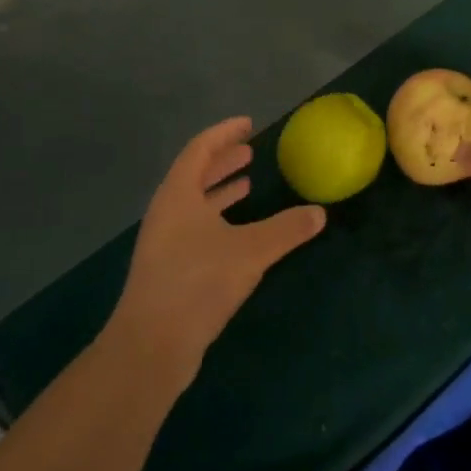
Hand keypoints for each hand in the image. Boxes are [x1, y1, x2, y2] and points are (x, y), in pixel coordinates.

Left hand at [107, 117, 326, 388]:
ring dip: (220, 191)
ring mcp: (165, 243)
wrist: (151, 346)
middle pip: (195, 174)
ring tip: (247, 184)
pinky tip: (239, 232)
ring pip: (195, 204)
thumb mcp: (250, 251)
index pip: (200, 149)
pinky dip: (218, 219)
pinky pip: (196, 229)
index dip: (224, 134)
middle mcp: (167, 213)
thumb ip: (286, 229)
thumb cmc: (197, 283)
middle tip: (250, 153)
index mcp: (178, 195)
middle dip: (223, 161)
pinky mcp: (169, 269)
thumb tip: (319, 213)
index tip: (248, 125)